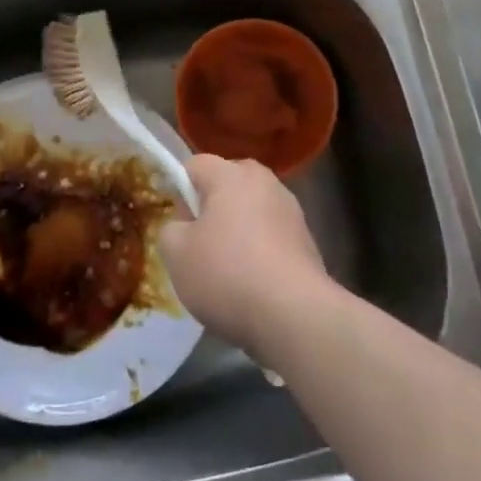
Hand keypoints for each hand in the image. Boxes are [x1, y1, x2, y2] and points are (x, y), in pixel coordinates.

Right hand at [158, 155, 328, 358]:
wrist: (294, 315)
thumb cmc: (227, 274)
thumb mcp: (175, 253)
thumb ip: (171, 229)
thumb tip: (186, 226)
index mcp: (231, 175)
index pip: (195, 165)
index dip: (180, 190)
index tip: (178, 223)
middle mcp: (265, 182)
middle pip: (228, 183)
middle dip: (212, 207)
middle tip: (200, 243)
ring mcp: (292, 211)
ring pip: (252, 210)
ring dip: (239, 230)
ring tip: (229, 270)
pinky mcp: (308, 241)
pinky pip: (272, 236)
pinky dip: (260, 251)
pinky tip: (254, 284)